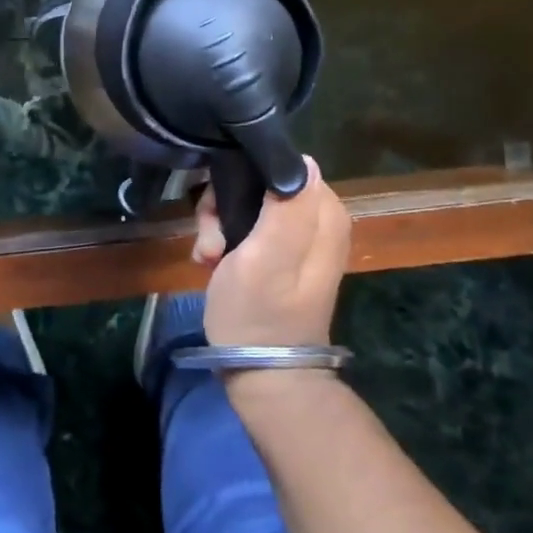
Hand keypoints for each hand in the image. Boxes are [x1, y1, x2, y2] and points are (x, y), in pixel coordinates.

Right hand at [194, 158, 348, 347]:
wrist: (260, 372)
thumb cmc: (259, 314)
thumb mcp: (267, 258)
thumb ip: (287, 208)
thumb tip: (301, 160)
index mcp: (322, 213)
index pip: (280, 164)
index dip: (244, 178)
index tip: (223, 207)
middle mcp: (315, 218)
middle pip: (259, 182)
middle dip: (226, 204)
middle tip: (212, 238)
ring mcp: (295, 236)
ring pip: (246, 203)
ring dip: (218, 224)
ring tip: (209, 254)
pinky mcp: (276, 252)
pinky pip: (244, 225)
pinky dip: (223, 240)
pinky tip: (211, 262)